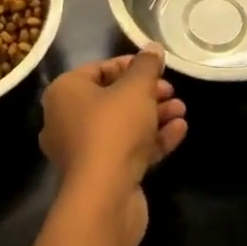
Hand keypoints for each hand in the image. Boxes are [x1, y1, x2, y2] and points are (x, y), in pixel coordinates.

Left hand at [38, 50, 187, 245]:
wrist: (105, 198)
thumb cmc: (113, 128)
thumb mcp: (136, 88)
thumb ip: (146, 65)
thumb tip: (153, 47)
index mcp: (65, 93)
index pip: (99, 69)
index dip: (130, 65)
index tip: (156, 67)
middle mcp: (67, 120)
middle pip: (112, 98)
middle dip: (146, 93)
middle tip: (171, 90)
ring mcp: (83, 151)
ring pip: (123, 125)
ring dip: (154, 116)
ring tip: (181, 110)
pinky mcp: (101, 176)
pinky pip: (128, 149)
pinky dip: (152, 139)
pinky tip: (179, 131)